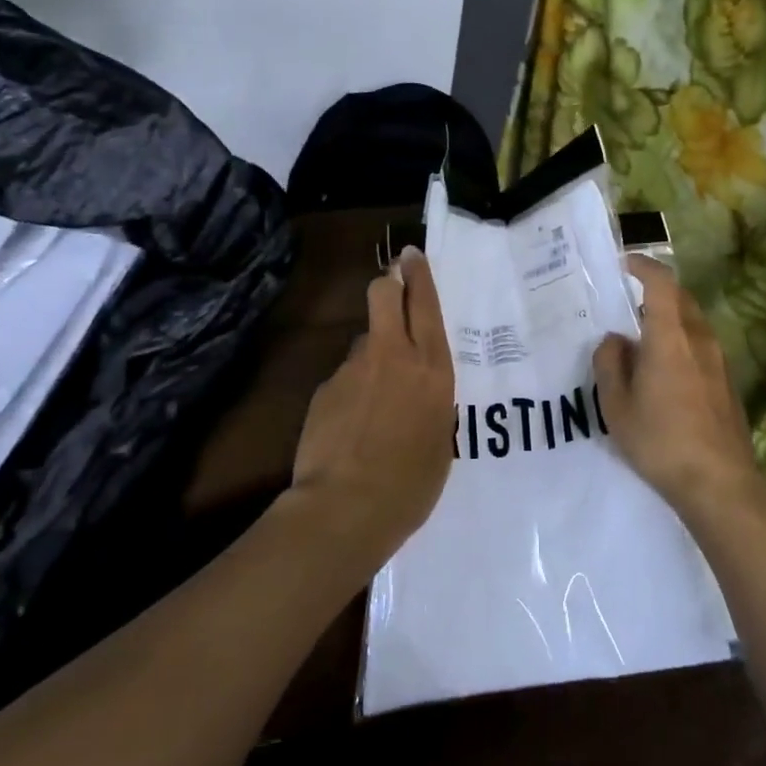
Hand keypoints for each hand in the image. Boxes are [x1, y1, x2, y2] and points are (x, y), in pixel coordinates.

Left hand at [287, 246, 454, 565]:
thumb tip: (416, 384)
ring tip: (373, 403)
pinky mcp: (326, 388)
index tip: (412, 256)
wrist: (347, 508)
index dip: (419, 276)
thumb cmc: (411, 484)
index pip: (426, 306)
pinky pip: (344, 377)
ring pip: (364, 341)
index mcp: (432, 369)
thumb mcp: (440, 439)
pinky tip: (350, 428)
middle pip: (385, 295)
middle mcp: (393, 356)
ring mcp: (354, 369)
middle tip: (392, 285)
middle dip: (389, 282)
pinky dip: (350, 392)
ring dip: (371, 355)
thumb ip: (429, 400)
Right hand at [594, 255, 765, 523]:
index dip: (644, 266)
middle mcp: (699, 339)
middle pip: (681, 298)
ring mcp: (719, 361)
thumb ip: (610, 364)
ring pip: (693, 322)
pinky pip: (701, 346)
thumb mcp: (617, 406)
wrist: (721, 483)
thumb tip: (614, 340)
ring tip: (644, 339)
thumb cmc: (661, 440)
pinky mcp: (728, 383)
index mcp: (670, 337)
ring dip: (670, 318)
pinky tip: (666, 371)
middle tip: (628, 302)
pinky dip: (682, 341)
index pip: (661, 283)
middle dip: (656, 291)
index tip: (625, 264)